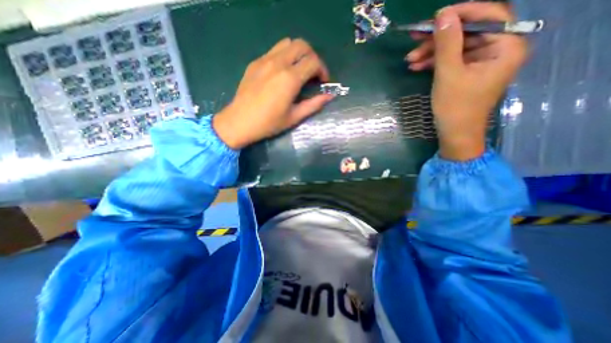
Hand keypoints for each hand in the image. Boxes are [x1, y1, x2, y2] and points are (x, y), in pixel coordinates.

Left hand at [212, 38, 332, 148]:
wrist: (239, 122)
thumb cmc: (269, 123)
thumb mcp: (294, 117)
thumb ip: (313, 105)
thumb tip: (329, 96)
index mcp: (290, 79)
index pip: (313, 62)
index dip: (322, 70)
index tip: (323, 82)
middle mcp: (278, 63)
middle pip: (302, 45)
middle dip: (312, 57)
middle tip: (313, 73)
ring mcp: (264, 60)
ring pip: (287, 43)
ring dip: (298, 53)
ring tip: (299, 70)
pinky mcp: (255, 63)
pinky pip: (274, 50)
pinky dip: (284, 56)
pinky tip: (282, 72)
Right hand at [405, 3, 527, 160]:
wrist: (454, 133)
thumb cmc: (455, 107)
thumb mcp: (448, 74)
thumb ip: (447, 43)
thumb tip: (443, 15)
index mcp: (506, 47)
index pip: (489, 16)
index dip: (462, 13)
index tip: (435, 17)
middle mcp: (498, 50)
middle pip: (468, 33)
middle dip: (439, 38)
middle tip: (414, 39)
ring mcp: (482, 62)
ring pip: (456, 48)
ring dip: (432, 52)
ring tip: (410, 60)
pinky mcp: (468, 73)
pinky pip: (452, 61)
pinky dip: (434, 62)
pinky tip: (417, 66)